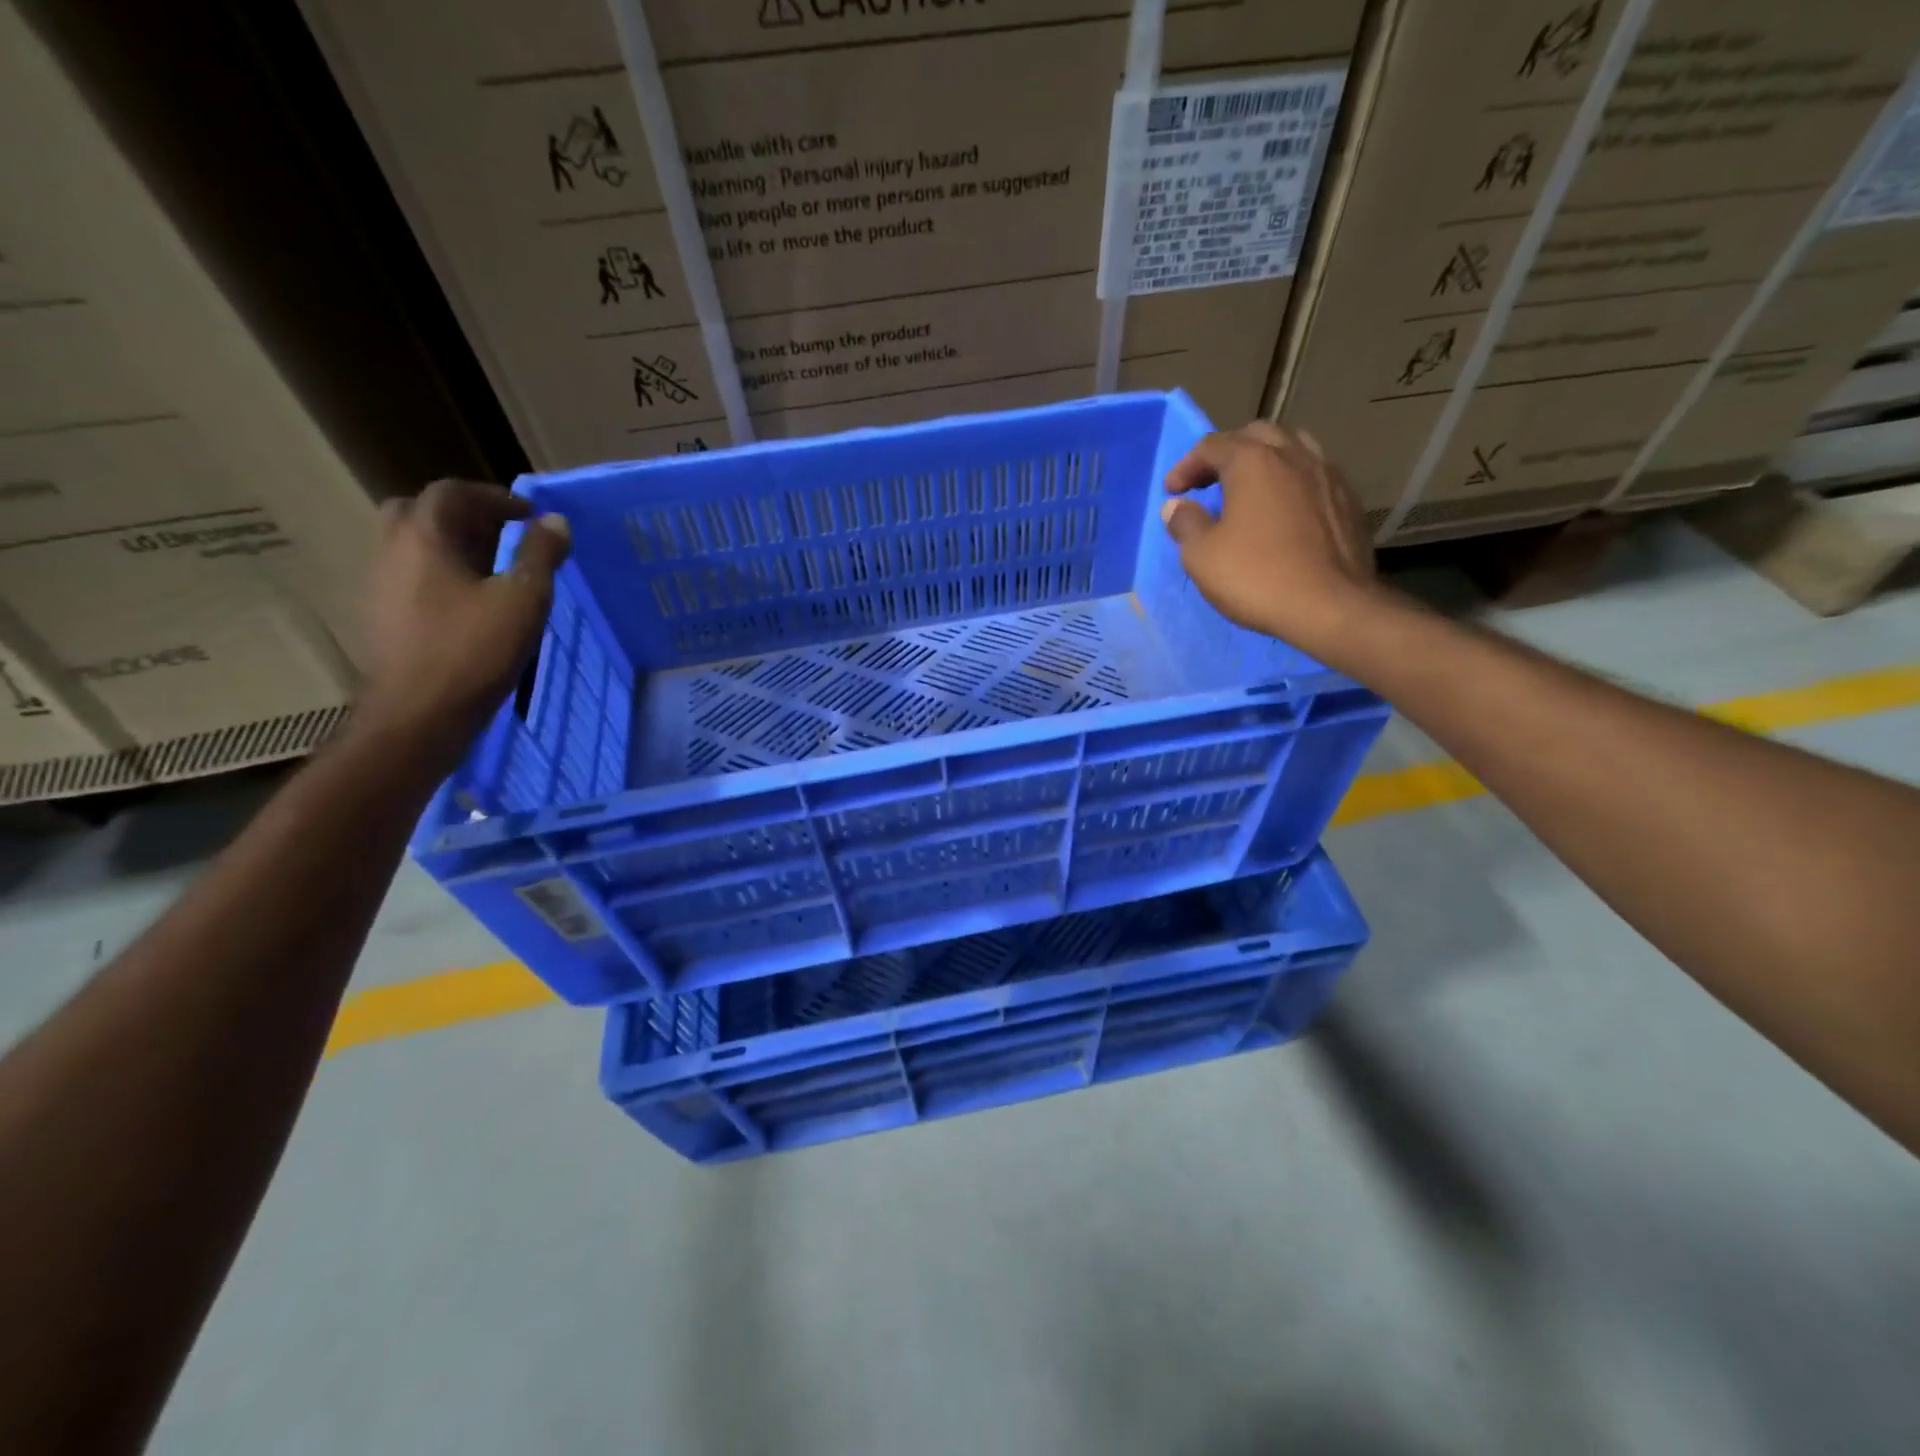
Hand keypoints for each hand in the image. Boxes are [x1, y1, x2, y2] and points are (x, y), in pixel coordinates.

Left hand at [357, 480, 570, 750]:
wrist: (420, 715)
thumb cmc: (475, 651)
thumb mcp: (524, 600)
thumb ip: (540, 555)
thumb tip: (555, 521)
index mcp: (423, 538)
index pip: (451, 493)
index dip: (493, 497)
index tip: (529, 515)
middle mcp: (392, 551)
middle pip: (420, 512)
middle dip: (464, 515)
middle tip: (502, 534)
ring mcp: (381, 585)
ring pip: (412, 545)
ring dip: (451, 545)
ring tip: (493, 569)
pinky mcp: (383, 616)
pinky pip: (411, 576)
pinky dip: (440, 573)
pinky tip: (470, 603)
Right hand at [1161, 422, 1388, 663]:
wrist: (1330, 607)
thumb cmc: (1257, 577)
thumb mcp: (1202, 556)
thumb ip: (1185, 524)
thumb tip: (1177, 507)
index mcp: (1254, 462)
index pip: (1212, 445)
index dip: (1186, 466)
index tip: (1172, 492)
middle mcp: (1294, 455)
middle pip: (1256, 435)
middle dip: (1227, 453)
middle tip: (1209, 482)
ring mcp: (1327, 475)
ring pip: (1292, 447)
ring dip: (1265, 461)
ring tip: (1251, 489)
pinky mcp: (1348, 500)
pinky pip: (1314, 475)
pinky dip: (1291, 482)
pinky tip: (1284, 510)